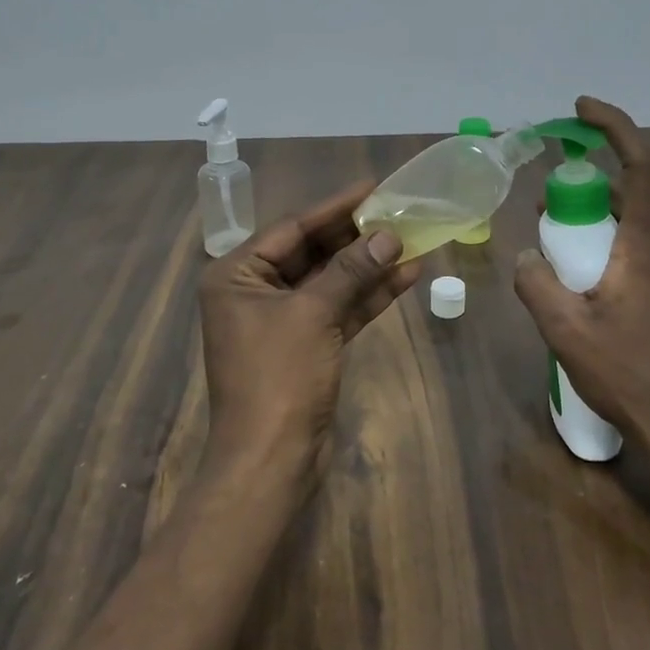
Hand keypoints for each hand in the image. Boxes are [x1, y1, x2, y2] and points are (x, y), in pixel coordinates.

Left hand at [198, 181, 420, 473]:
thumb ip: (350, 271)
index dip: (336, 208)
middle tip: (398, 211)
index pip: (292, 228)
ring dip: (369, 265)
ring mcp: (281, 320)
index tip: (372, 187)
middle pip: (312, 252)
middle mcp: (254, 291)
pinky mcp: (306, 345)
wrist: (270, 462)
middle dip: (356, 236)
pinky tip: (405, 276)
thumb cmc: (278, 378)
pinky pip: (338, 309)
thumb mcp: (313, 315)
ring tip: (412, 240)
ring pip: (330, 281)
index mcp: (237, 275)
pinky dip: (368, 296)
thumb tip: (388, 235)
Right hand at [513, 97, 649, 461]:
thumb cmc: (629, 373)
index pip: (640, 165)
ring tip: (552, 251)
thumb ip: (536, 283)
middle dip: (582, 189)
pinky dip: (601, 246)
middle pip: (626, 193)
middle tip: (544, 211)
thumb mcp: (564, 329)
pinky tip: (577, 283)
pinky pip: (631, 248)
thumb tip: (527, 257)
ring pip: (626, 223)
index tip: (581, 109)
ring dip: (589, 222)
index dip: (614, 126)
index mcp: (645, 245)